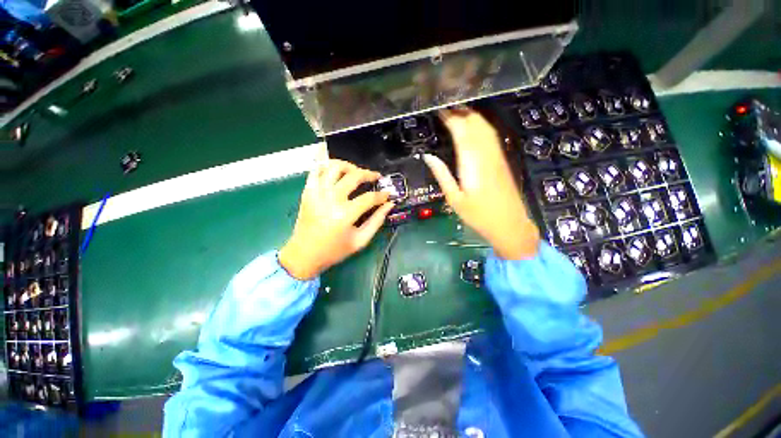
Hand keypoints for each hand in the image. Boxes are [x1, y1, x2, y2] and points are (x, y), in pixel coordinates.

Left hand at [279, 159, 394, 279]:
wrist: (304, 255)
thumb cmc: (334, 250)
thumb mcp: (360, 241)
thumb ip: (377, 221)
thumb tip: (389, 205)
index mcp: (345, 214)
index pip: (369, 198)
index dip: (382, 195)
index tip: (388, 194)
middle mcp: (331, 199)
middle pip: (354, 176)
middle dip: (369, 174)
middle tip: (376, 177)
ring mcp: (317, 193)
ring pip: (334, 167)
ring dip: (349, 166)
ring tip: (356, 172)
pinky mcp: (307, 192)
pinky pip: (316, 170)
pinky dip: (327, 166)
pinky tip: (336, 171)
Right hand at [424, 109, 539, 259]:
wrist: (510, 224)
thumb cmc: (478, 215)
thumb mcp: (454, 198)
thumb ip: (441, 175)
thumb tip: (427, 156)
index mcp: (472, 162)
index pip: (461, 130)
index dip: (450, 117)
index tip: (438, 110)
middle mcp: (486, 153)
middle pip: (475, 123)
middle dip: (460, 111)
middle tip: (445, 107)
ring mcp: (496, 155)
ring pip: (485, 126)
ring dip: (471, 115)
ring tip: (456, 111)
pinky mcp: (501, 159)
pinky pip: (491, 135)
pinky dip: (480, 125)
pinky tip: (473, 126)